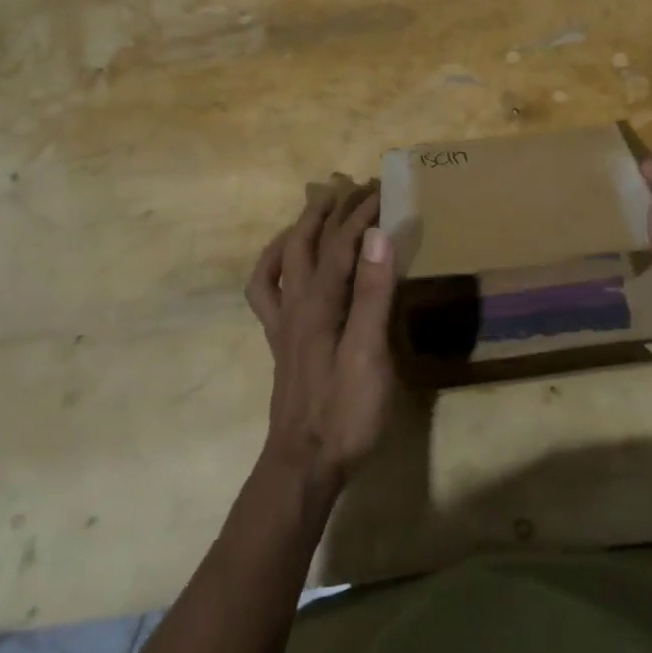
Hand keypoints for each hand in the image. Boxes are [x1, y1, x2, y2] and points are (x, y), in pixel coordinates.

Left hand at [245, 176, 398, 495]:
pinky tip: (286, 264)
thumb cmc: (345, 411)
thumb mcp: (369, 353)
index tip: (384, 191)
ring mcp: (284, 323)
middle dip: (330, 211)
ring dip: (299, 230)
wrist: (304, 464)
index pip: (342, 244)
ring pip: (281, 261)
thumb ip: (372, 294)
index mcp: (319, 303)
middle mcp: (296, 304)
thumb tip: (377, 236)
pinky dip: (273, 267)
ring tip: (316, 210)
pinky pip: (267, 292)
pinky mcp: (282, 342)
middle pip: (307, 243)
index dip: (362, 215)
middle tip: (353, 188)